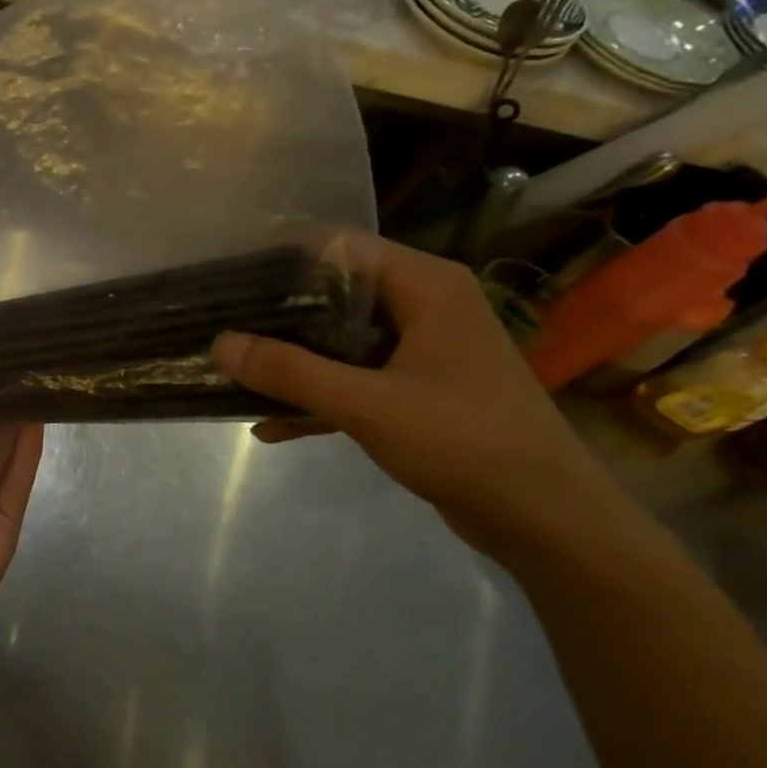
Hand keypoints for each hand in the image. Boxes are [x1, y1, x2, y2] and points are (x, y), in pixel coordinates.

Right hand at [210, 237, 631, 559]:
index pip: (341, 247)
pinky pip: (354, 378)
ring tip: (234, 371)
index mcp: (426, 287)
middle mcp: (424, 306)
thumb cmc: (465, 444)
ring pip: (339, 338)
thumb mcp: (367, 405)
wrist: (547, 520)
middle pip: (335, 292)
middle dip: (276, 313)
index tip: (228, 281)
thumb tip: (219, 344)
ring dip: (291, 358)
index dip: (281, 259)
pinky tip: (268, 424)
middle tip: (220, 327)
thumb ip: (290, 372)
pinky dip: (316, 395)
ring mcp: (421, 350)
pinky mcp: (417, 389)